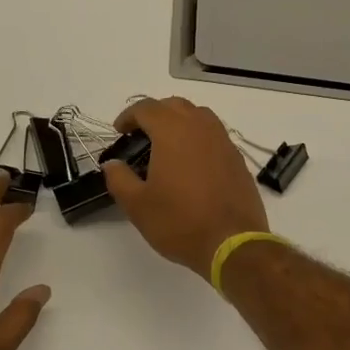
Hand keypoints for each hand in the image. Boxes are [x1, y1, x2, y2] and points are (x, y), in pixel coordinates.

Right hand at [101, 96, 268, 274]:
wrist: (232, 244)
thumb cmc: (180, 222)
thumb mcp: (137, 205)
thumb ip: (119, 179)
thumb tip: (112, 164)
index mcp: (173, 131)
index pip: (146, 108)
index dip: (128, 116)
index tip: (119, 132)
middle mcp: (200, 127)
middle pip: (174, 105)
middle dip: (154, 114)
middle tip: (141, 135)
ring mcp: (223, 141)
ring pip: (198, 116)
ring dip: (179, 122)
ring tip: (167, 145)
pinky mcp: (237, 158)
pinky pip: (214, 135)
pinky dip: (198, 138)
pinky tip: (191, 163)